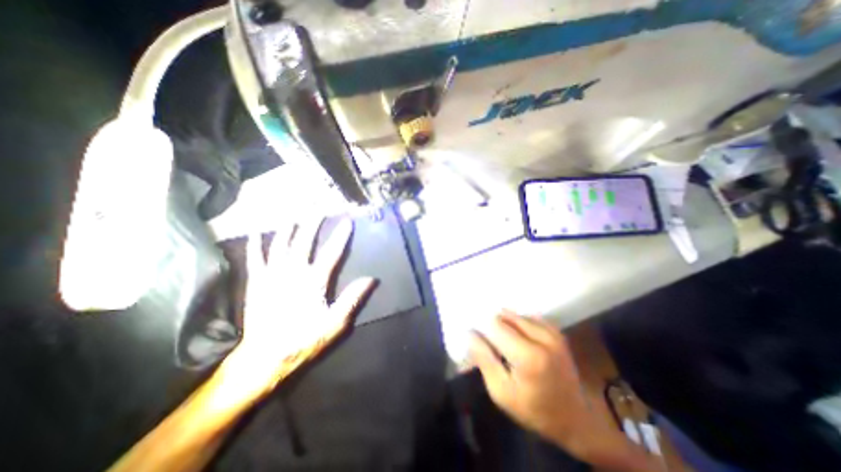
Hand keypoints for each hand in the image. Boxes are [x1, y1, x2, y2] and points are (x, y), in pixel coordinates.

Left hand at [227, 217, 378, 393]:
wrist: (264, 357)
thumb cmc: (304, 339)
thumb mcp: (335, 323)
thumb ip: (352, 298)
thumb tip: (371, 279)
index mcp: (313, 282)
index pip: (331, 253)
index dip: (341, 236)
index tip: (347, 221)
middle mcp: (292, 273)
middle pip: (304, 241)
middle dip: (313, 222)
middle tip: (319, 207)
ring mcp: (272, 275)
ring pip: (281, 244)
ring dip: (289, 227)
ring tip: (296, 213)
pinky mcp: (256, 282)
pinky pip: (255, 258)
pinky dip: (256, 243)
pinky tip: (258, 231)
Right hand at [466, 309, 637, 464]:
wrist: (575, 418)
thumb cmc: (534, 409)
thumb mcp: (501, 392)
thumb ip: (484, 359)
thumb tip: (469, 333)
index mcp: (528, 356)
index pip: (495, 325)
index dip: (482, 328)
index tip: (477, 337)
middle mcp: (542, 338)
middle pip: (505, 316)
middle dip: (493, 326)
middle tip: (491, 343)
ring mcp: (552, 333)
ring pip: (516, 315)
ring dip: (506, 324)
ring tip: (504, 343)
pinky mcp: (556, 332)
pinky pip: (529, 317)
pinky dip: (519, 323)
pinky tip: (518, 337)